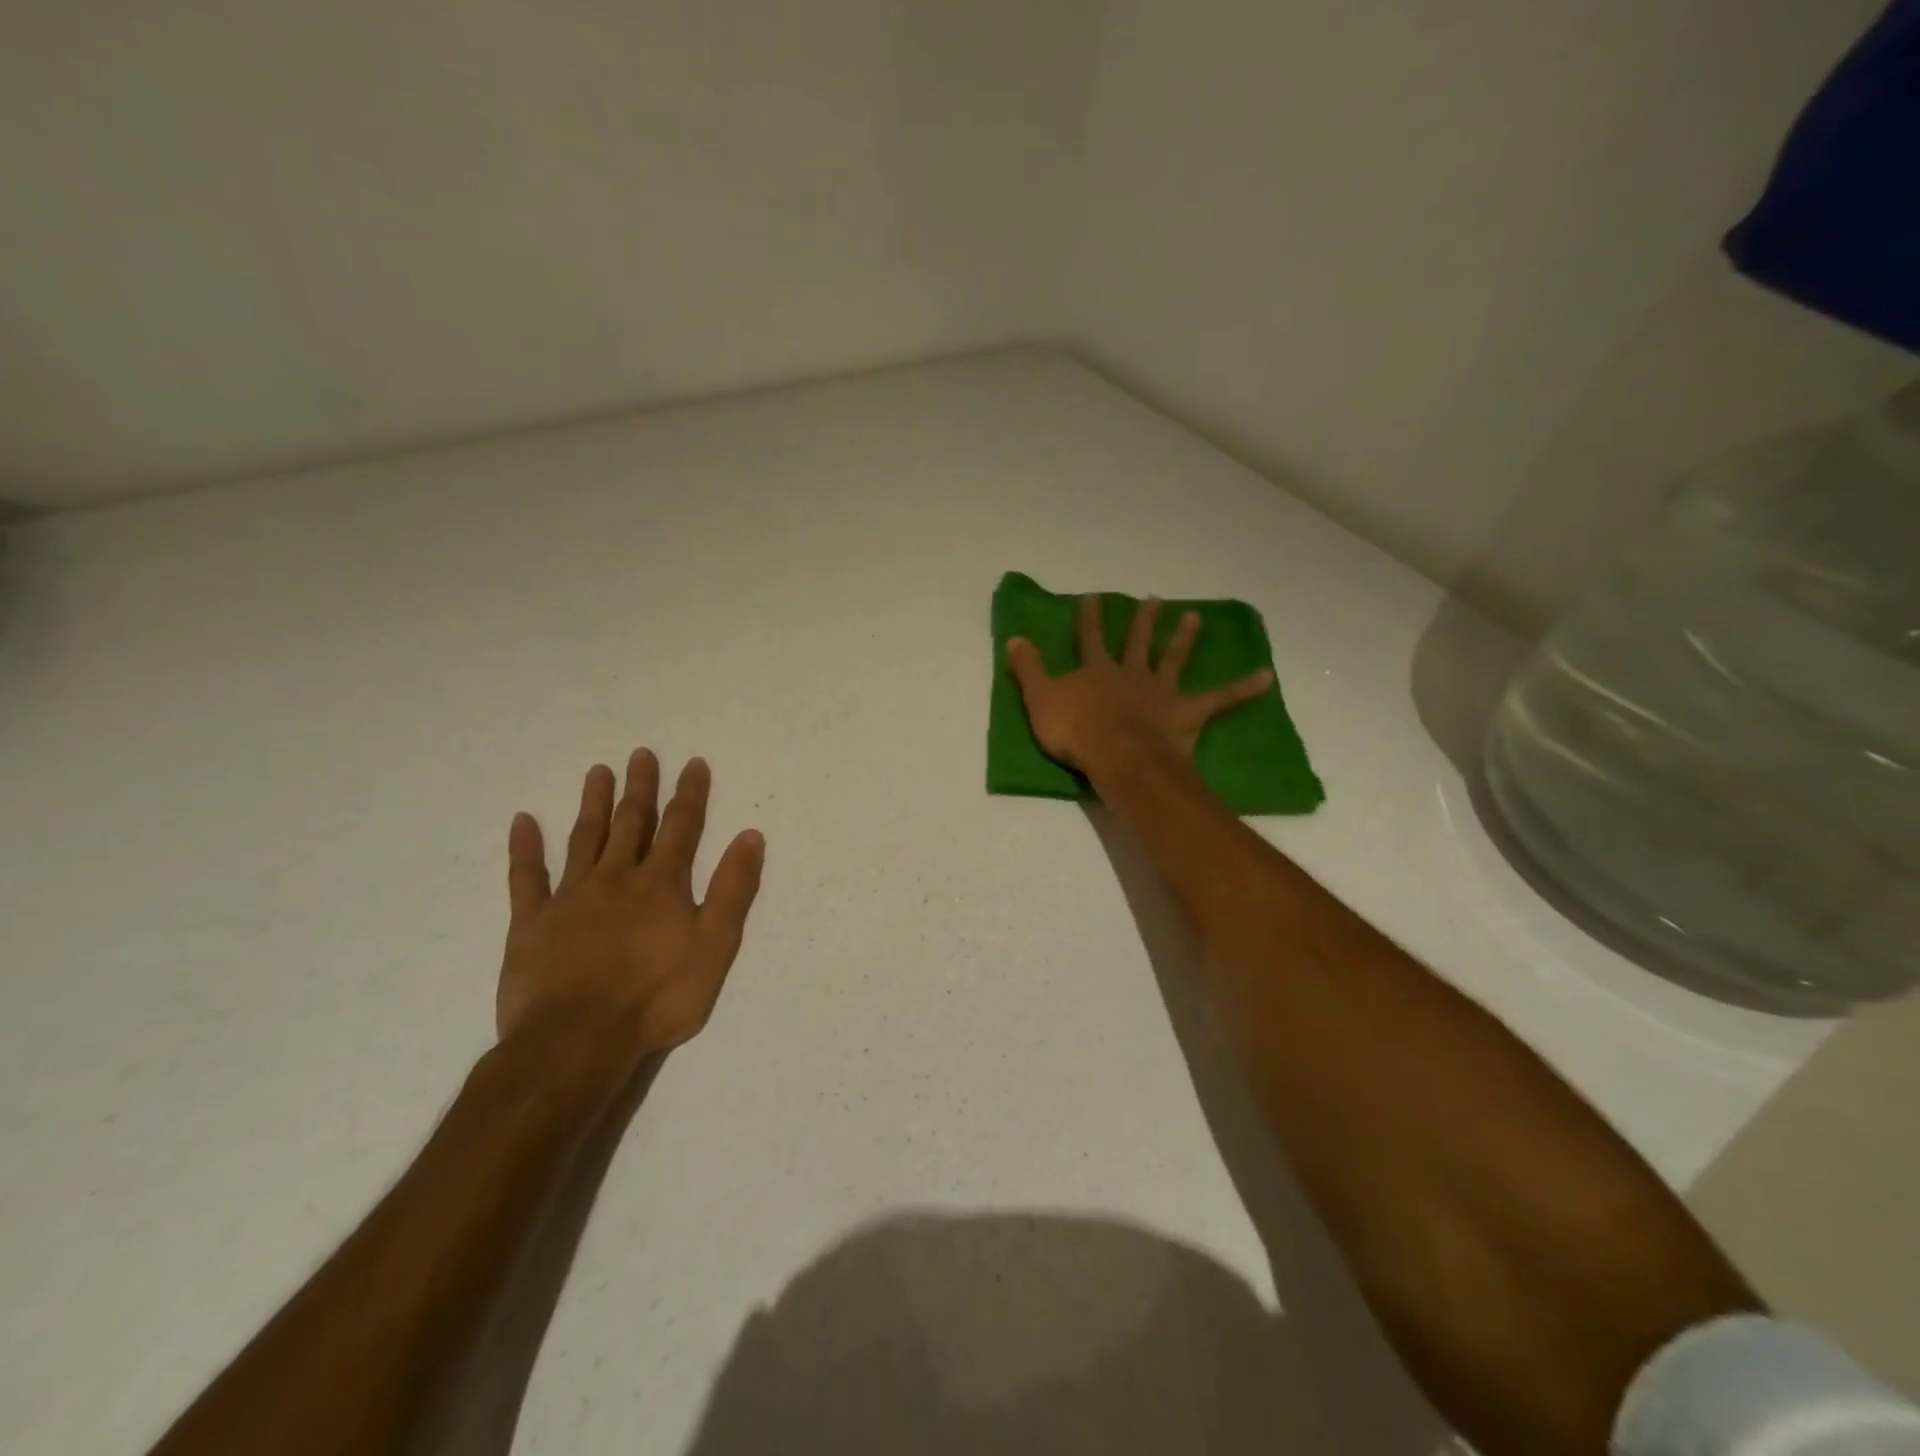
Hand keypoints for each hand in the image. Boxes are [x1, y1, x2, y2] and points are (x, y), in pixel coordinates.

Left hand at [497, 749, 765, 1070]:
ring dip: (593, 804)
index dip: (689, 794)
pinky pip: (526, 877)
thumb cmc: (657, 997)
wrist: (578, 1040)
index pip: (681, 827)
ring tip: (598, 772)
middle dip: (640, 788)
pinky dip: (524, 848)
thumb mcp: (715, 945)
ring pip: (584, 839)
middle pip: (632, 823)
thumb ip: (733, 889)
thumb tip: (749, 835)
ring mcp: (570, 896)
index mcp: (661, 884)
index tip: (693, 763)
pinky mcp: (531, 921)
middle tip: (641, 754)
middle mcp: (617, 877)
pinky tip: (522, 822)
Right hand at [1006, 595, 1272, 774]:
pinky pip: (1219, 699)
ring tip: (1195, 618)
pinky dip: (1243, 688)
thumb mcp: (1040, 700)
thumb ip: (1028, 670)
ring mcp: (1161, 692)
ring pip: (1173, 660)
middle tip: (1154, 599)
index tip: (1094, 597)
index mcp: (1097, 671)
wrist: (1118, 756)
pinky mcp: (1186, 713)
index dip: (1091, 617)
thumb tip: (1014, 639)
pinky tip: (1266, 677)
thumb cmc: (1076, 731)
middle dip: (1143, 620)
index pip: (1091, 637)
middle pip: (1138, 642)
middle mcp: (1131, 674)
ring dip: (1184, 639)